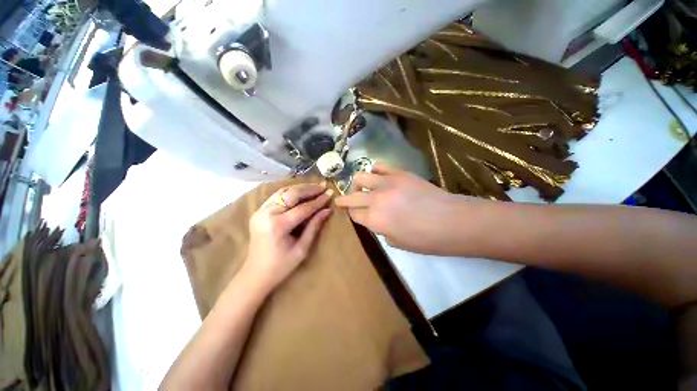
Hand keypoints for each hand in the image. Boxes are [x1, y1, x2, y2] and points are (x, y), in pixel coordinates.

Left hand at [242, 182, 332, 292]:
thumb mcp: (302, 249)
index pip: (302, 208)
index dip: (318, 201)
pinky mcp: (258, 211)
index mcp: (278, 226)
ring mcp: (260, 211)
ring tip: (315, 187)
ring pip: (283, 192)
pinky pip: (276, 196)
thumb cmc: (281, 266)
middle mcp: (266, 214)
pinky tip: (301, 191)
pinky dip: (290, 192)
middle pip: (291, 194)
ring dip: (300, 188)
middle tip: (323, 186)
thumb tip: (327, 210)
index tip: (330, 193)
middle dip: (309, 189)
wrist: (255, 274)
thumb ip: (314, 227)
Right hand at [334, 164, 471, 254]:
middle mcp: (375, 200)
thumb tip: (376, 219)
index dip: (352, 214)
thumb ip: (380, 229)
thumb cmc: (425, 239)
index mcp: (374, 220)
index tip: (353, 214)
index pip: (354, 214)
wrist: (451, 221)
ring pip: (360, 177)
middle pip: (351, 196)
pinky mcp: (398, 173)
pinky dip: (374, 171)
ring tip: (360, 186)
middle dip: (343, 200)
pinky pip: (379, 167)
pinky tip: (377, 175)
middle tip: (341, 200)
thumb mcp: (397, 242)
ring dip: (357, 183)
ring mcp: (386, 183)